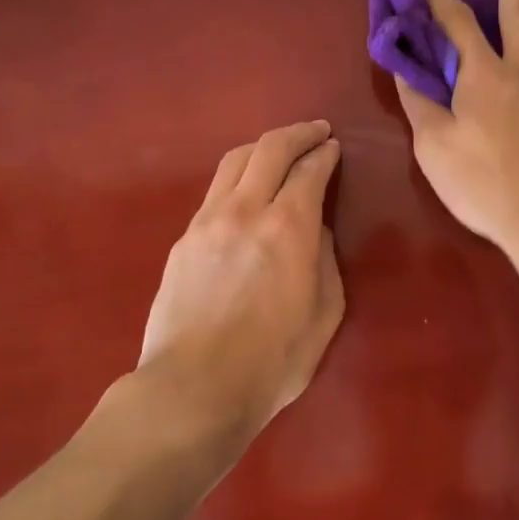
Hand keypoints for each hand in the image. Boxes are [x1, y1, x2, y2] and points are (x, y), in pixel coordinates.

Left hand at [137, 121, 344, 449]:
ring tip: (279, 149)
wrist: (193, 388)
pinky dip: (238, 176)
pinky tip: (246, 189)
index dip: (325, 153)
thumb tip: (314, 229)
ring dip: (263, 147)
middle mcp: (246, 210)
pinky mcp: (184, 238)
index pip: (309, 170)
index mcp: (288, 227)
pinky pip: (215, 190)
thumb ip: (324, 260)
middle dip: (297, 133)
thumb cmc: (272, 361)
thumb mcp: (324, 314)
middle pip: (270, 149)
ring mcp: (208, 220)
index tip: (334, 146)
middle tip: (315, 131)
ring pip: (235, 161)